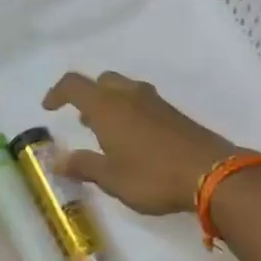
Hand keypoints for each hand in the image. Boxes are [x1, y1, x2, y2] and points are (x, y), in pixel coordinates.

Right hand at [41, 71, 239, 215]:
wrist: (212, 173)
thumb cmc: (153, 176)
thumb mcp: (111, 178)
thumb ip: (84, 166)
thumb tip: (57, 160)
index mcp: (107, 107)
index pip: (74, 85)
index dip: (57, 92)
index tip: (49, 108)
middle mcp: (130, 96)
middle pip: (102, 81)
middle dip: (88, 96)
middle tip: (82, 121)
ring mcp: (156, 103)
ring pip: (125, 90)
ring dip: (111, 104)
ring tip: (106, 132)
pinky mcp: (175, 114)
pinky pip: (144, 103)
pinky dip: (130, 112)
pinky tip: (135, 140)